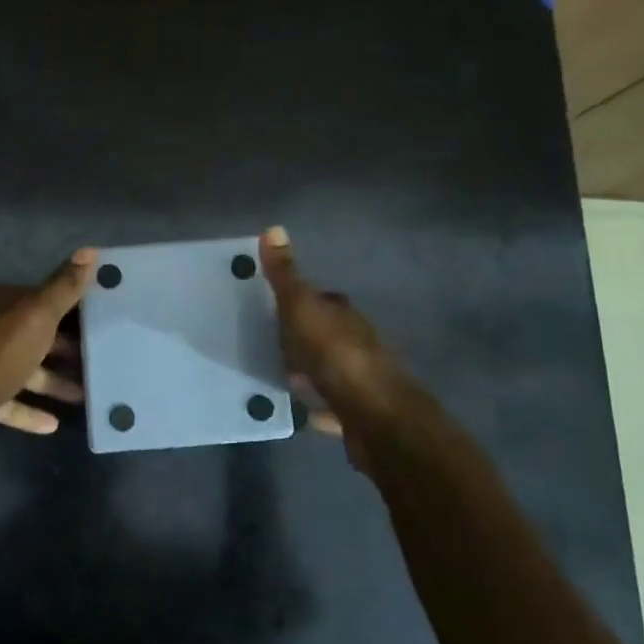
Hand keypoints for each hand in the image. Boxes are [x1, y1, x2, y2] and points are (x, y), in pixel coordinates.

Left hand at [0, 249, 95, 458]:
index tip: (100, 318)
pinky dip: (30, 410)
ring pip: (24, 369)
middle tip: (98, 359)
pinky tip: (53, 424)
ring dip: (52, 381)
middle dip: (65, 347)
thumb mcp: (38, 315)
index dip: (71, 307)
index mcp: (3, 304)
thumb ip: (64, 287)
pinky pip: (10, 402)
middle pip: (34, 335)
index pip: (42, 298)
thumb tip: (89, 250)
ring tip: (85, 395)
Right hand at [259, 226, 434, 472]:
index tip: (271, 309)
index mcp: (344, 314)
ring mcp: (361, 379)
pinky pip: (332, 406)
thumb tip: (273, 227)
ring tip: (276, 377)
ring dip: (308, 372)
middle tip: (266, 344)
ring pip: (329, 369)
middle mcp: (357, 342)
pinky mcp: (359, 413)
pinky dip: (318, 407)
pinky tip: (298, 412)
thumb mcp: (302, 308)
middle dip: (300, 339)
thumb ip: (285, 275)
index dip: (298, 302)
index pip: (321, 299)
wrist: (376, 417)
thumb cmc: (336, 355)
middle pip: (324, 334)